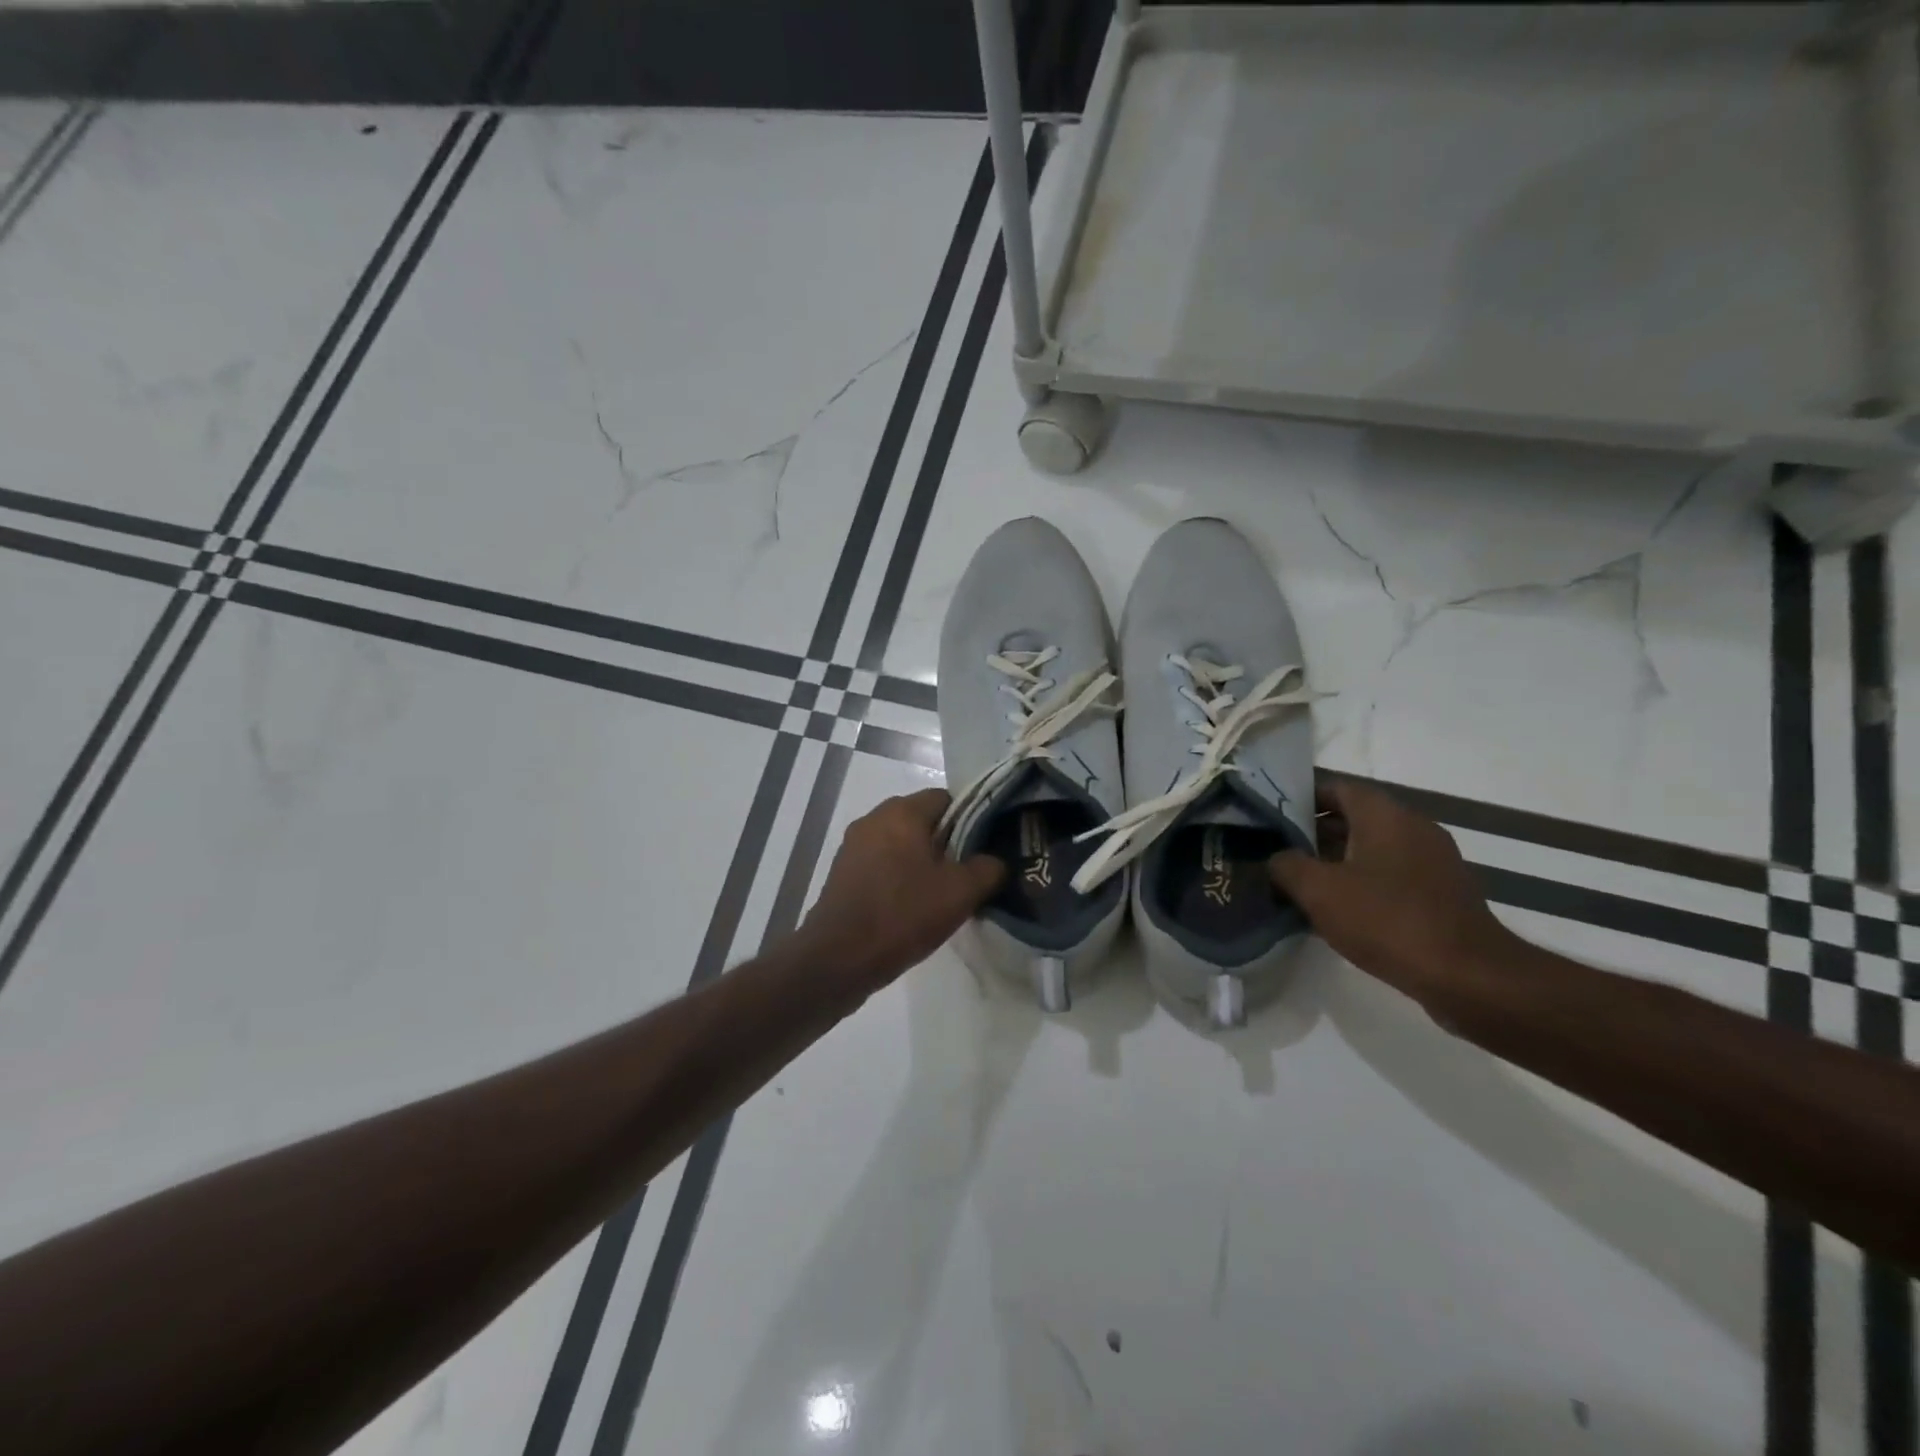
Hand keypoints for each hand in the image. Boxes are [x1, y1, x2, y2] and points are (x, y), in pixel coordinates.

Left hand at [799, 788, 1005, 992]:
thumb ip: (988, 868)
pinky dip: (898, 877)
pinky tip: (909, 907)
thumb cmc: (903, 915)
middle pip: (922, 821)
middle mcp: (874, 818)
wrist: (838, 957)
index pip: (946, 798)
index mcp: (902, 811)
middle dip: (946, 844)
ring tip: (940, 895)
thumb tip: (995, 861)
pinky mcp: (842, 871)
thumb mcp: (961, 893)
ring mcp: (853, 845)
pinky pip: (881, 863)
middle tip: (965, 876)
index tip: (982, 851)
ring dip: (921, 863)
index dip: (970, 821)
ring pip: (901, 843)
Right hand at [1269, 778, 1519, 1012]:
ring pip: (1374, 848)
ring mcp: (1434, 861)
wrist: (1468, 977)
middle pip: (1355, 818)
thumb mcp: (1319, 891)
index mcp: (1385, 816)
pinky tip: (1342, 912)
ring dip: (1339, 861)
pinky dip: (1365, 883)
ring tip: (1304, 886)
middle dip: (1315, 834)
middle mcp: (1414, 827)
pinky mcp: (1444, 893)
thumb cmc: (1387, 921)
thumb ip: (1287, 866)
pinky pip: (1393, 875)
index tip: (1273, 819)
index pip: (1336, 787)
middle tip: (1281, 854)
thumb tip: (1278, 859)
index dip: (1302, 799)